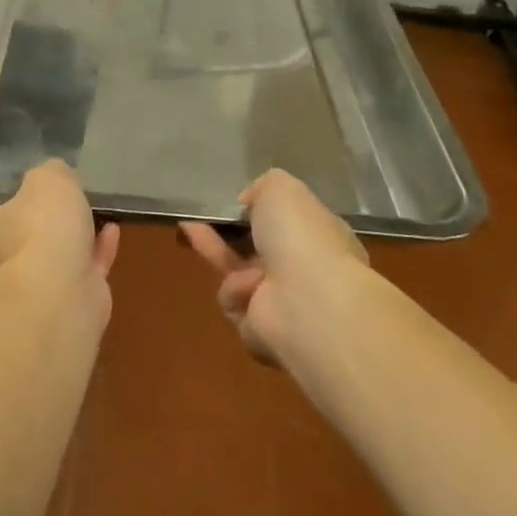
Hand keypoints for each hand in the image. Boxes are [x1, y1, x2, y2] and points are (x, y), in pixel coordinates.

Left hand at [0, 160, 120, 308]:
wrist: (61, 289)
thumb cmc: (39, 226)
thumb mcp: (46, 179)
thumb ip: (49, 174)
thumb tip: (53, 177)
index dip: (12, 208)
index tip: (34, 196)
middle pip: (23, 243)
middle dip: (46, 227)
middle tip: (68, 205)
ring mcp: (34, 294)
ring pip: (55, 261)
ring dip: (75, 240)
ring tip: (95, 214)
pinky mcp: (68, 307)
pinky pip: (84, 272)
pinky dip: (98, 252)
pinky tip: (112, 231)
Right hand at [181, 169, 370, 366]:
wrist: (307, 301)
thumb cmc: (300, 236)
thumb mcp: (281, 187)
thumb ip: (263, 186)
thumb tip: (249, 202)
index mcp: (320, 236)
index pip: (288, 222)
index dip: (260, 212)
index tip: (236, 203)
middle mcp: (306, 270)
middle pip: (255, 248)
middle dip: (225, 232)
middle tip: (197, 217)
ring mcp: (285, 302)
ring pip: (237, 273)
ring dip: (219, 254)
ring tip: (196, 231)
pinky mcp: (263, 330)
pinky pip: (234, 301)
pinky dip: (236, 291)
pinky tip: (247, 287)